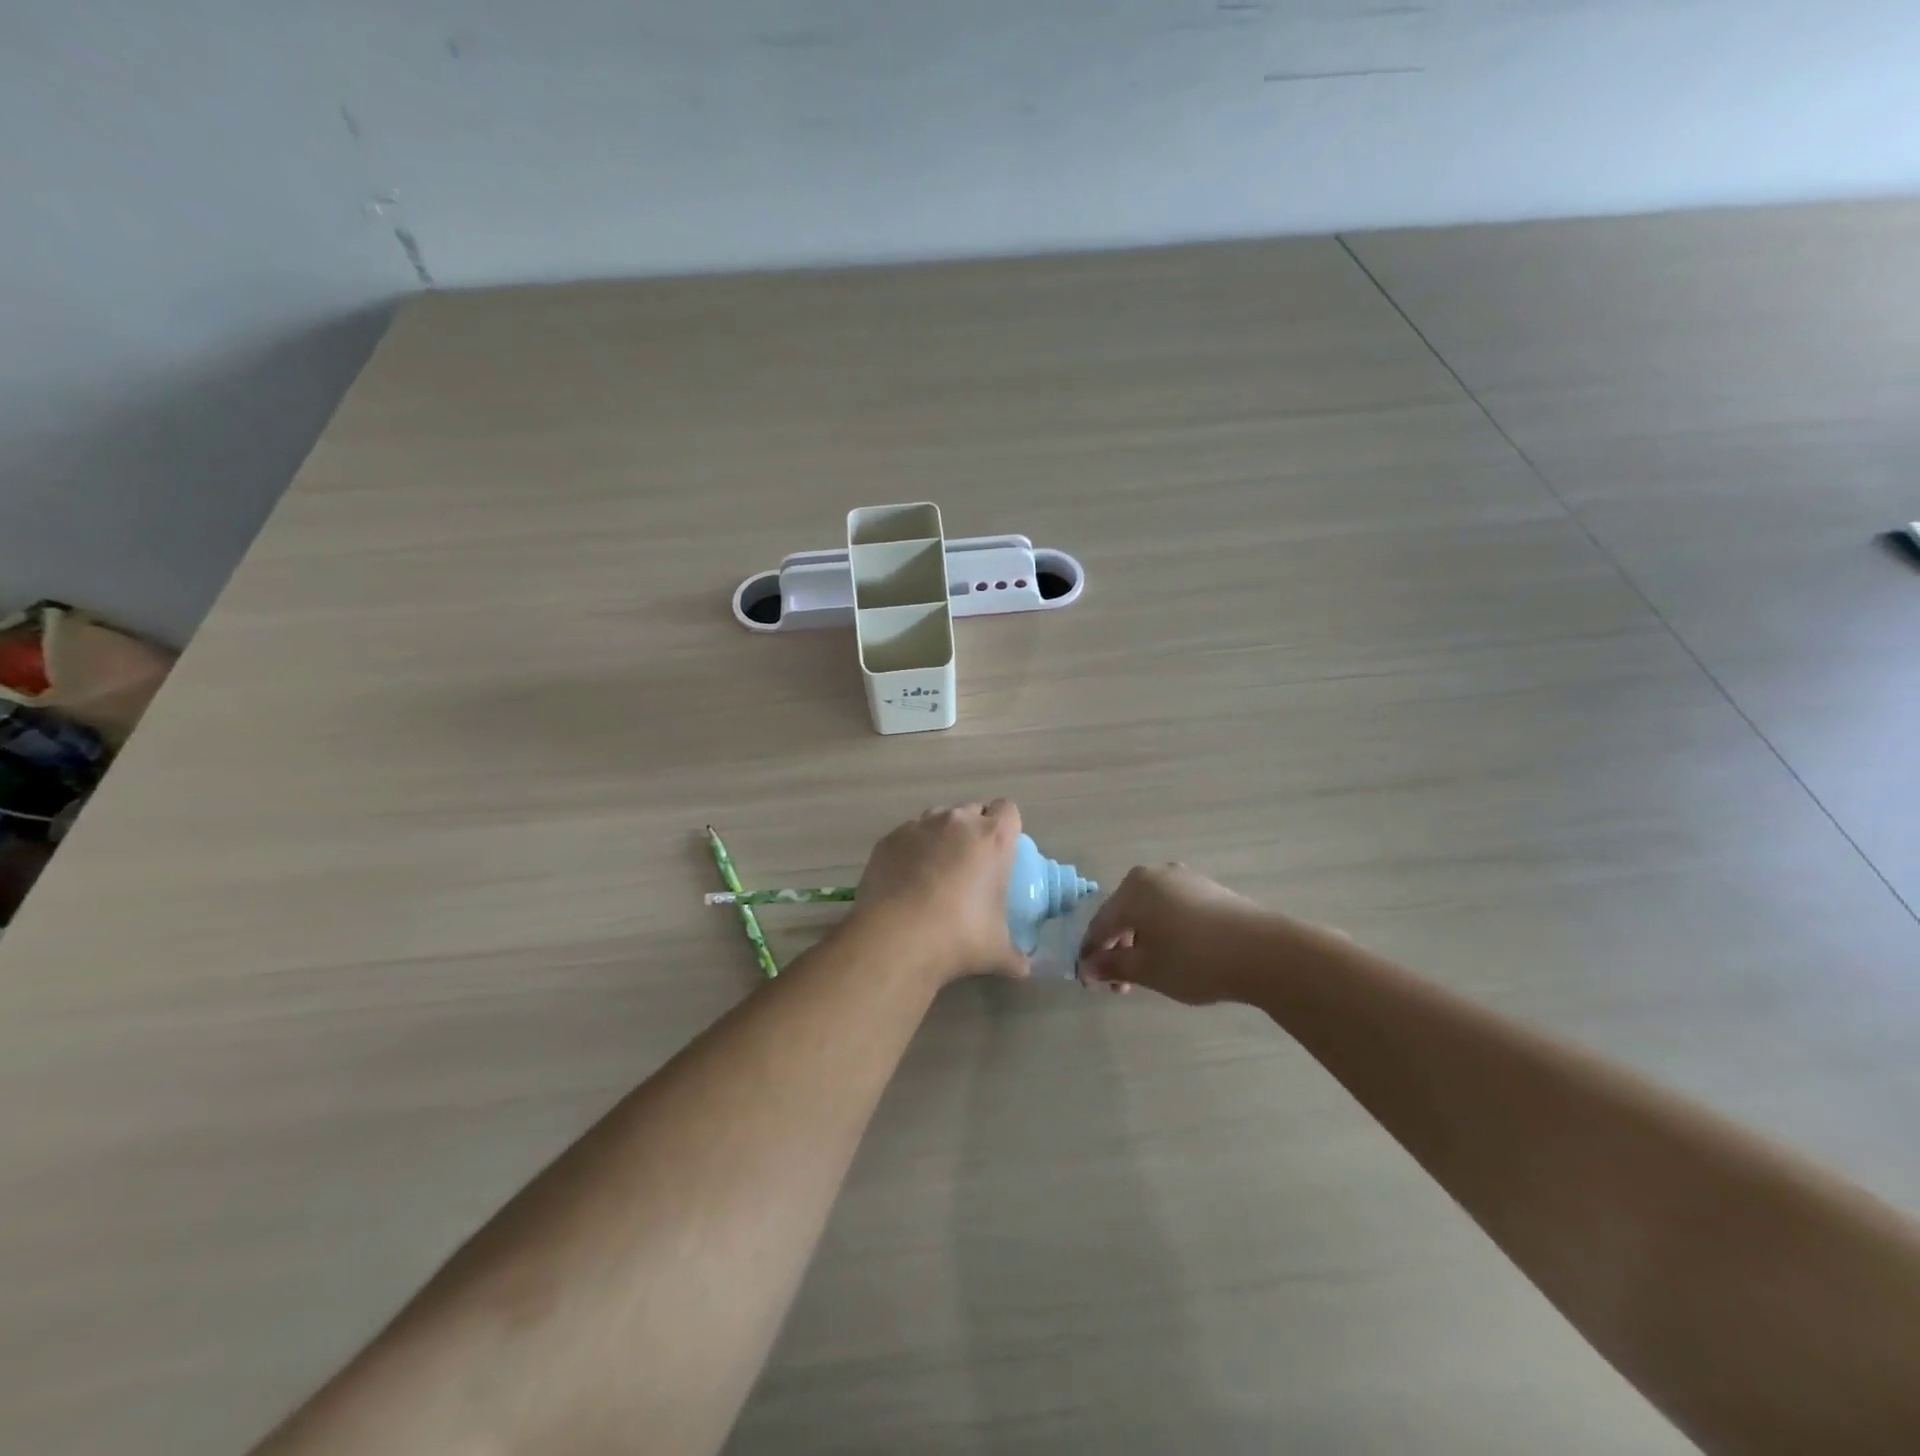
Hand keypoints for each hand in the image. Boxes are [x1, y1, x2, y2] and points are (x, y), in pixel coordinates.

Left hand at [854, 802, 1026, 982]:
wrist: (897, 937)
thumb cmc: (959, 936)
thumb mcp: (995, 950)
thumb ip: (1014, 955)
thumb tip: (1023, 969)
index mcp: (993, 839)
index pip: (1008, 810)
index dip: (1005, 827)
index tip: (1000, 850)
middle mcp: (958, 822)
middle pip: (972, 811)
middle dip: (973, 831)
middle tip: (969, 865)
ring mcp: (920, 826)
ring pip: (937, 819)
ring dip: (941, 837)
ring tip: (934, 872)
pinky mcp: (889, 838)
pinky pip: (907, 836)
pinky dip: (910, 851)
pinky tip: (905, 880)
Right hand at [1077, 864, 1265, 1004]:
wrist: (1264, 952)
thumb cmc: (1194, 959)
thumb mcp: (1147, 969)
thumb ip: (1112, 966)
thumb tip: (1087, 968)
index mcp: (1132, 889)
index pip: (1100, 924)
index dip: (1092, 955)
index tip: (1090, 983)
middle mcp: (1153, 875)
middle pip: (1124, 914)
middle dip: (1118, 949)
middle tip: (1122, 985)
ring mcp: (1183, 878)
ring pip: (1149, 911)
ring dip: (1141, 942)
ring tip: (1149, 974)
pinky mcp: (1207, 889)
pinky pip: (1172, 909)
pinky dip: (1164, 931)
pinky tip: (1174, 955)